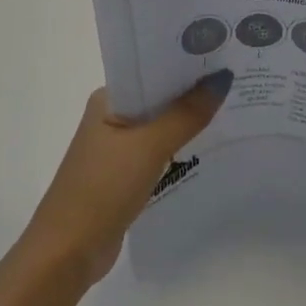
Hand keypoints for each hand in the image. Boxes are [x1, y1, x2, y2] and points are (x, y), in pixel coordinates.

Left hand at [22, 73, 231, 285]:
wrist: (67, 253)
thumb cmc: (102, 188)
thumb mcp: (149, 146)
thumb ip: (187, 114)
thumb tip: (223, 78)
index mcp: (109, 99)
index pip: (152, 69)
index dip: (185, 61)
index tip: (222, 52)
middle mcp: (112, 117)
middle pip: (159, 97)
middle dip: (193, 90)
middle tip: (238, 76)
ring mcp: (118, 149)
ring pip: (162, 126)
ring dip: (190, 120)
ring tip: (234, 105)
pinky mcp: (125, 176)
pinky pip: (161, 151)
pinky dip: (182, 147)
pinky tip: (211, 144)